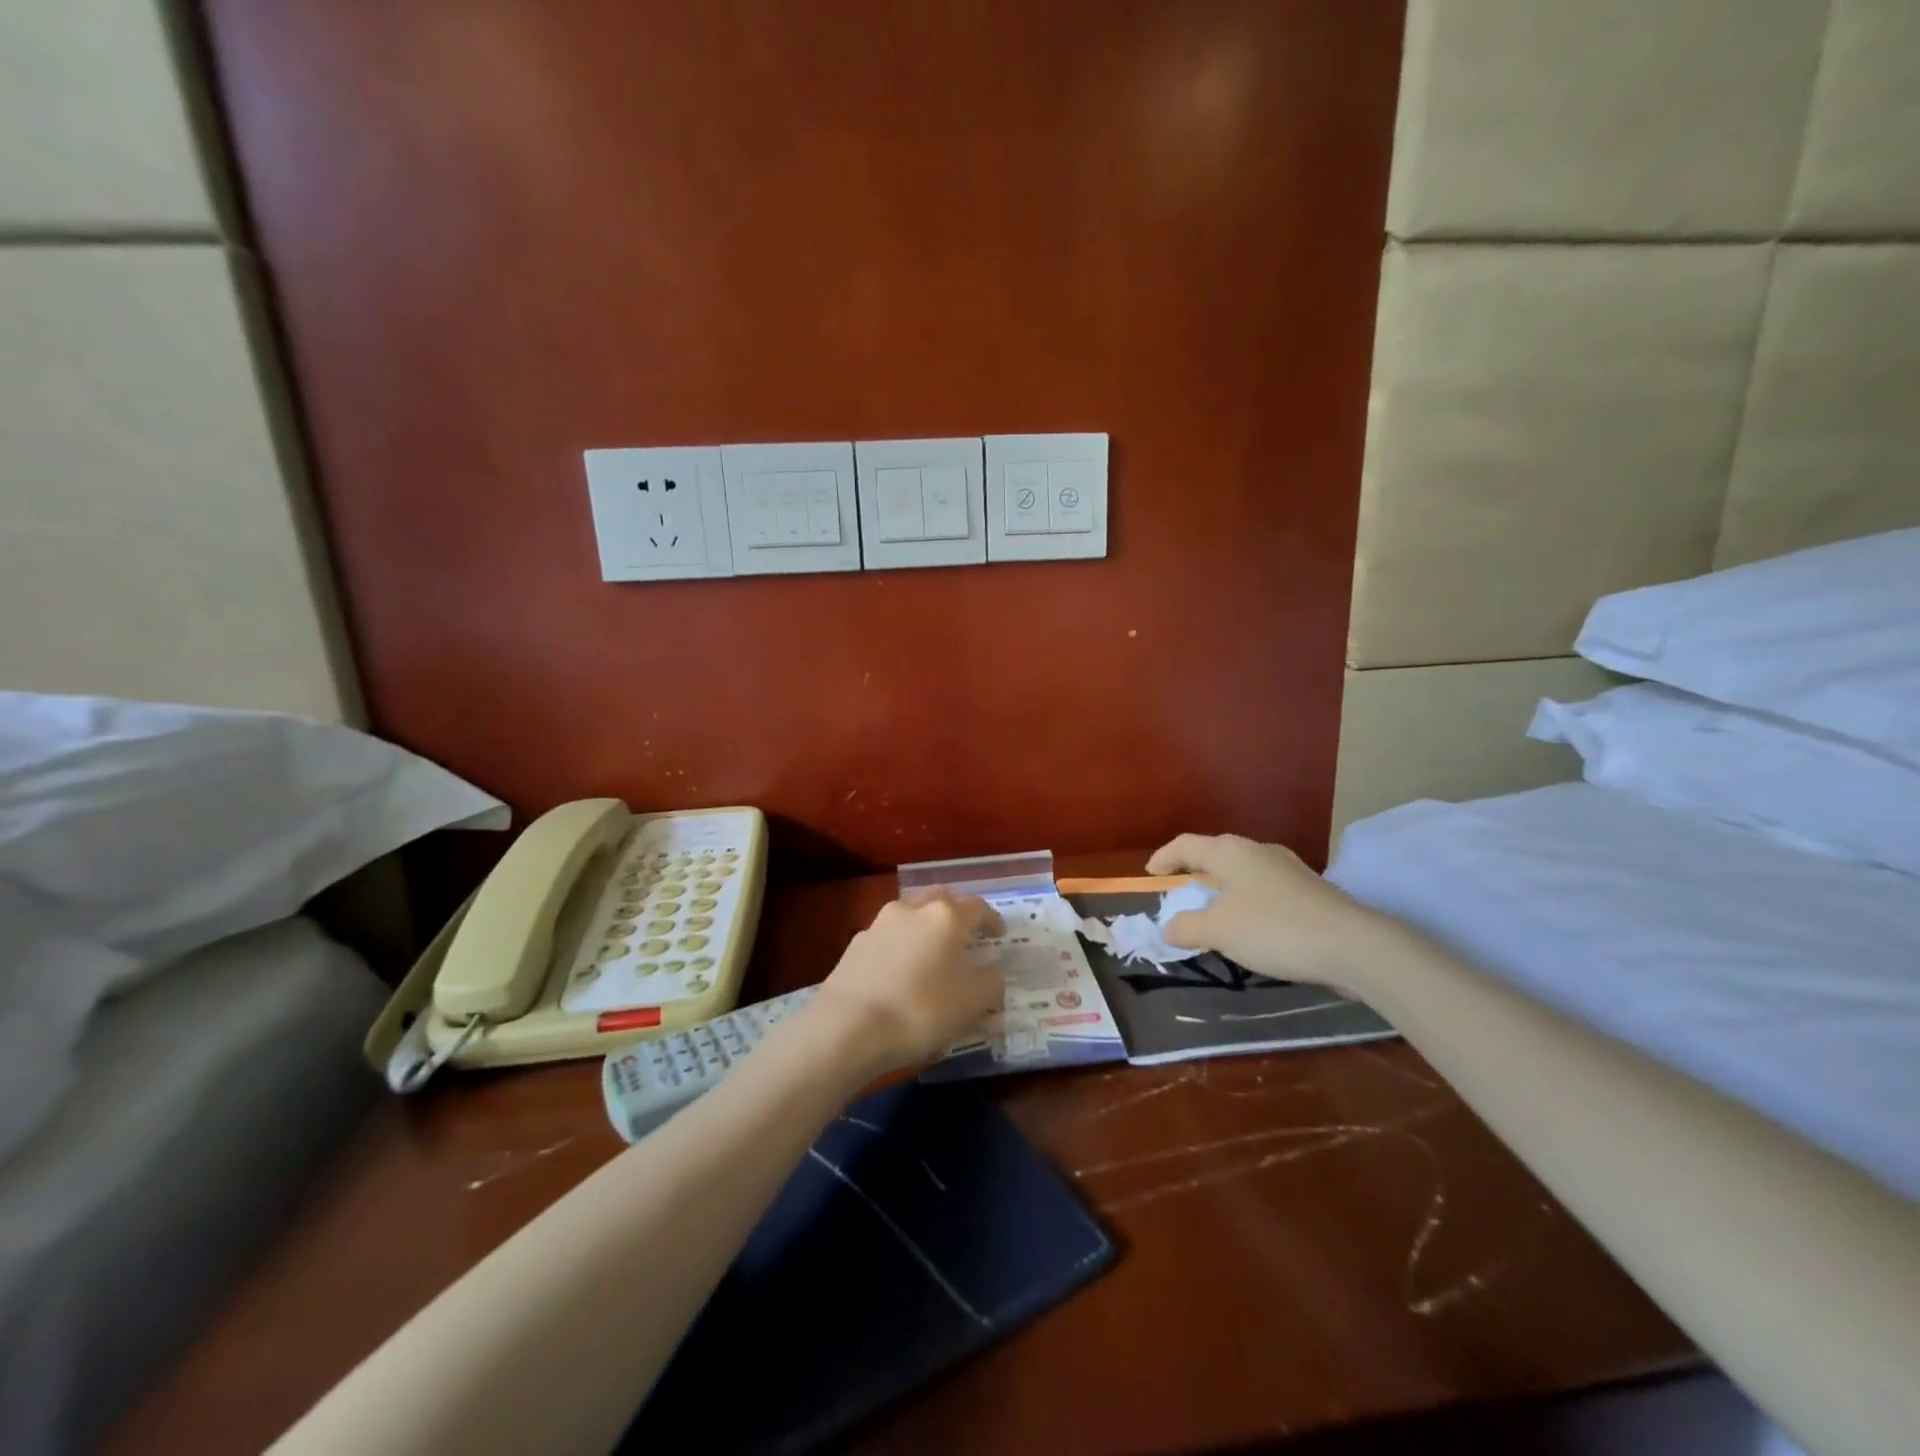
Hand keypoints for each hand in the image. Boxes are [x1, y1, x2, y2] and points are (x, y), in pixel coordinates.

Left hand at [810, 889, 1006, 1076]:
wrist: (847, 1026)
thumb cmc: (919, 1010)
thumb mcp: (970, 1004)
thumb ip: (990, 984)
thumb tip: (993, 973)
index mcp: (946, 917)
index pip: (977, 907)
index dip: (992, 920)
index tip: (999, 934)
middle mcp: (912, 909)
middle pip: (941, 900)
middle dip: (956, 913)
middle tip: (966, 935)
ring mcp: (879, 924)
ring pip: (911, 915)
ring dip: (925, 927)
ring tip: (932, 953)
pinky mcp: (855, 944)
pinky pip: (888, 937)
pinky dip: (901, 946)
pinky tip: (901, 971)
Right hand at [1146, 833, 1390, 991]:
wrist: (1354, 946)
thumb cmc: (1273, 929)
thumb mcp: (1219, 931)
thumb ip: (1187, 927)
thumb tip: (1168, 927)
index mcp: (1230, 852)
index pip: (1186, 845)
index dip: (1164, 857)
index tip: (1150, 874)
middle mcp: (1259, 851)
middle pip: (1216, 854)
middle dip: (1195, 872)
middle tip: (1181, 892)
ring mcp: (1289, 869)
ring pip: (1243, 872)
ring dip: (1223, 888)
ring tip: (1214, 912)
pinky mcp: (1311, 891)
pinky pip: (1265, 889)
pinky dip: (1248, 902)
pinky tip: (1252, 926)